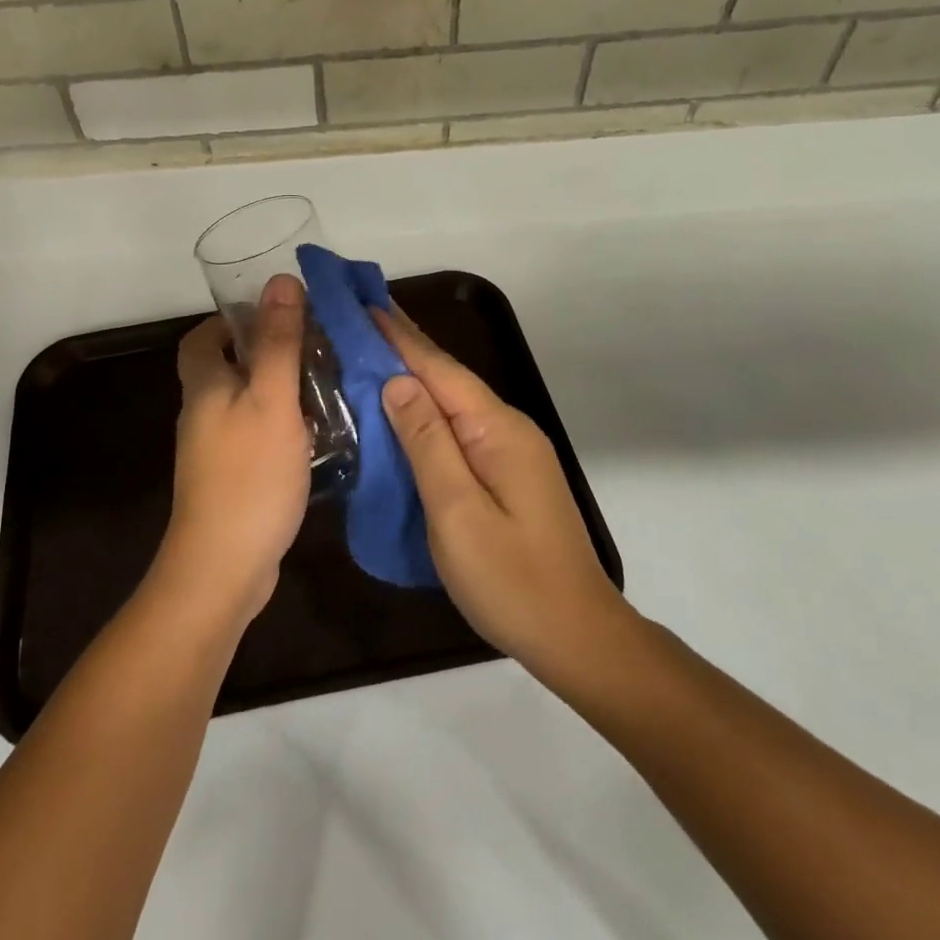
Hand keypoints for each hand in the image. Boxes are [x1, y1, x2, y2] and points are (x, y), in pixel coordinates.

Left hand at [157, 274, 312, 625]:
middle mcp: (202, 414)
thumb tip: (281, 281)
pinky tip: (314, 435)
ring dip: (276, 390)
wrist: (223, 568)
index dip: (230, 321)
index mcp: (205, 387)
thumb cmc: (249, 475)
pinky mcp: (230, 480)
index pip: (202, 337)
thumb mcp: (272, 400)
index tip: (274, 317)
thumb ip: (278, 342)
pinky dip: (279, 425)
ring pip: (243, 403)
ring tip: (323, 386)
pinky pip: (253, 436)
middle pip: (224, 369)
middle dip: (263, 353)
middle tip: (311, 350)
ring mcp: (213, 451)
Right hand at [376, 308, 631, 686]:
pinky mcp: (508, 472)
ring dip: (414, 374)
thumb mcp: (457, 512)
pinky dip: (427, 409)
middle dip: (405, 345)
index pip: (439, 369)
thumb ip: (427, 443)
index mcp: (497, 429)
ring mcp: (511, 450)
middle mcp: (507, 427)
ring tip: (373, 350)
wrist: (577, 636)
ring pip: (453, 401)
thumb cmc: (511, 580)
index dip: (399, 336)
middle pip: (448, 377)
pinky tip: (405, 409)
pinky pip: (459, 426)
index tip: (364, 302)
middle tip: (361, 316)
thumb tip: (397, 382)